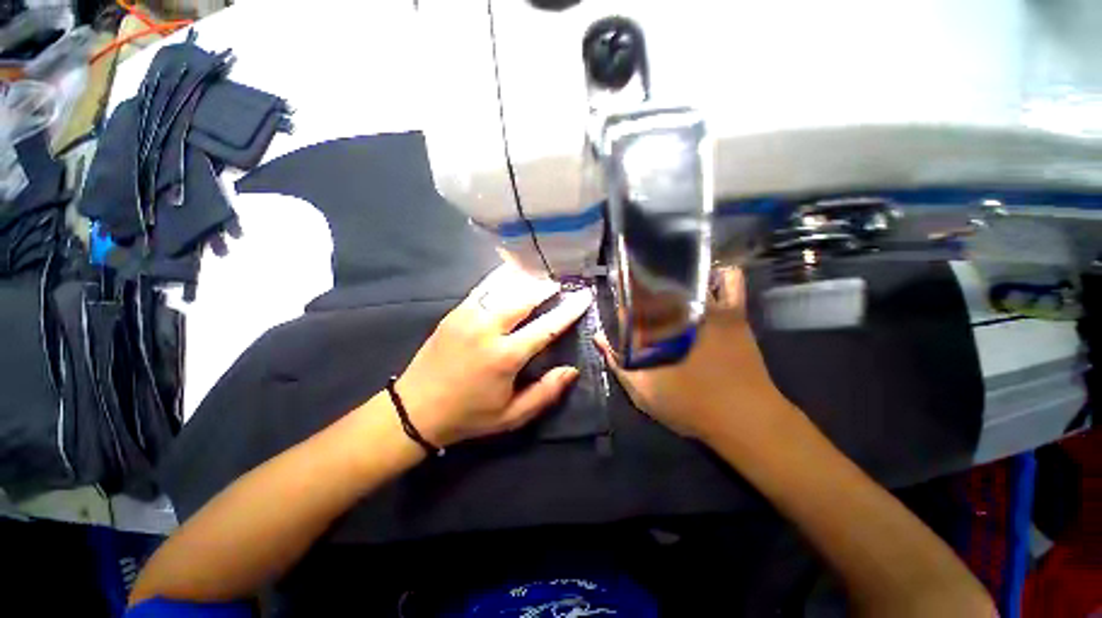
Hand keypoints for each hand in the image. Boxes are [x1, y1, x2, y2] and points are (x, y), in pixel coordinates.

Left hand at [395, 264, 592, 446]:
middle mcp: (488, 328)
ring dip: (526, 279)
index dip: (568, 311)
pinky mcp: (455, 312)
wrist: (414, 409)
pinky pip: (484, 287)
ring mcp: (468, 316)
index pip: (546, 327)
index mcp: (505, 356)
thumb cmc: (468, 416)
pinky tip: (512, 272)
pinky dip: (502, 277)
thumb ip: (545, 393)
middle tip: (560, 283)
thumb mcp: (511, 416)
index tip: (584, 296)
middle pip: (525, 297)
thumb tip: (571, 370)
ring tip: (541, 275)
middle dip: (546, 287)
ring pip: (504, 287)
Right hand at [596, 268, 793, 443]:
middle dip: (645, 287)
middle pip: (656, 285)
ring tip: (669, 283)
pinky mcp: (734, 312)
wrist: (743, 418)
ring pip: (688, 277)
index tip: (622, 309)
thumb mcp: (642, 390)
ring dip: (676, 278)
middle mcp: (679, 310)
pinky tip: (709, 280)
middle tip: (642, 298)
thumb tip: (597, 337)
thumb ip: (616, 362)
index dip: (623, 303)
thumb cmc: (689, 405)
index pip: (630, 302)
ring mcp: (710, 307)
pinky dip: (720, 277)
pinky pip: (731, 283)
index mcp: (655, 329)